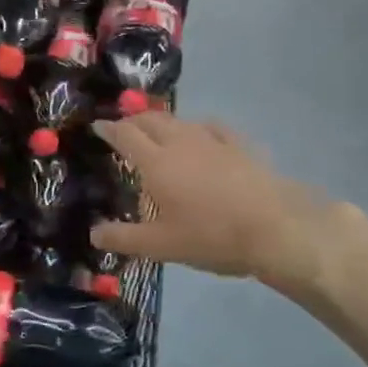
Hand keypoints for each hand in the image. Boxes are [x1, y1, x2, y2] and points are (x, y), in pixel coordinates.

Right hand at [89, 114, 367, 303]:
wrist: (274, 228)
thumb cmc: (211, 236)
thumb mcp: (162, 246)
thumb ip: (124, 238)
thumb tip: (93, 234)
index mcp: (156, 162)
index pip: (125, 135)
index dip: (109, 129)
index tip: (97, 125)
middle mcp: (180, 142)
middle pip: (150, 120)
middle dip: (133, 120)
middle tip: (123, 128)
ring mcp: (212, 140)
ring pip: (179, 121)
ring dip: (162, 122)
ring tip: (156, 131)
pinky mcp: (238, 145)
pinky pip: (211, 127)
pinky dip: (196, 127)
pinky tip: (201, 134)